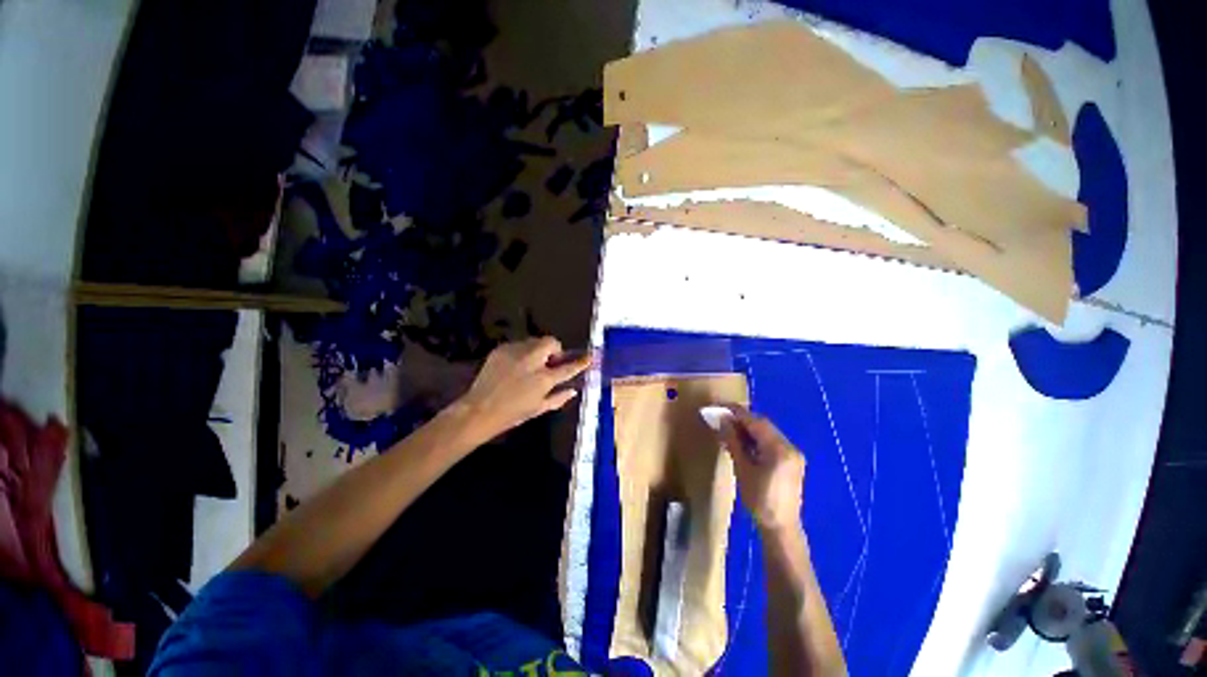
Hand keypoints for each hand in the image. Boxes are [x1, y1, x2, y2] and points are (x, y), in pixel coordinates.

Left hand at [454, 337, 590, 440]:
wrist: (479, 410)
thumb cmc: (512, 414)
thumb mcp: (538, 409)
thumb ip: (558, 398)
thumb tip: (573, 391)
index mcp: (544, 379)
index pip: (568, 367)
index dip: (580, 362)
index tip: (589, 357)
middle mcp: (532, 361)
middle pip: (551, 342)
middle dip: (554, 348)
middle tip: (550, 361)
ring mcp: (515, 353)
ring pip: (534, 341)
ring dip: (538, 350)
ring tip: (531, 363)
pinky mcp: (502, 349)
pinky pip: (519, 345)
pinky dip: (523, 352)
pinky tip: (516, 365)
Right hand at [716, 406, 804, 532]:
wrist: (781, 529)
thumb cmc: (759, 501)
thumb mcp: (743, 470)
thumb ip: (733, 442)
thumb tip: (722, 421)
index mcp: (780, 449)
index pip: (756, 422)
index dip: (737, 413)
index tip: (720, 407)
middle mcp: (790, 448)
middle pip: (763, 425)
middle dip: (742, 419)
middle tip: (722, 418)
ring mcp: (793, 455)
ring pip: (767, 433)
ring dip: (749, 429)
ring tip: (729, 429)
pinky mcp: (791, 462)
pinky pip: (772, 442)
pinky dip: (756, 439)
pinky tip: (743, 442)